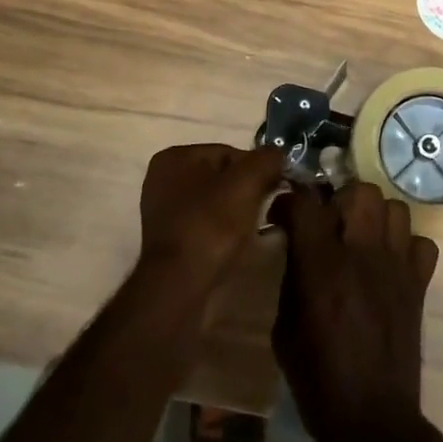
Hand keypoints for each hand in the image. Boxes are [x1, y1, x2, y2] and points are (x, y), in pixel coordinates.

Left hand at [138, 143, 284, 295]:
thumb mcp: (247, 182)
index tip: (273, 189)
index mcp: (174, 158)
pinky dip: (225, 233)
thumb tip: (279, 156)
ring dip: (239, 214)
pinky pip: (208, 227)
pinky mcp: (171, 243)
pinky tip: (240, 246)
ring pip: (217, 204)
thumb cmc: (211, 226)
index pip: (229, 153)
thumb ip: (268, 159)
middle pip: (223, 178)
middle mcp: (163, 181)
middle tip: (267, 210)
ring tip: (257, 231)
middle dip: (248, 192)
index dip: (256, 170)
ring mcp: (164, 214)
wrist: (181, 287)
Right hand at [270, 183, 439, 441]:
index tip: (283, 215)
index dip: (291, 201)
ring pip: (394, 207)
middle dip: (340, 198)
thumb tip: (294, 244)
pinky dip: (406, 245)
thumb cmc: (317, 378)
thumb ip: (291, 276)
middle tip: (329, 223)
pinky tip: (390, 263)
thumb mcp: (284, 328)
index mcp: (321, 266)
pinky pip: (421, 242)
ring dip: (375, 216)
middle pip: (359, 191)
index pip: (306, 203)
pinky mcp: (419, 283)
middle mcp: (362, 254)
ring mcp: (396, 266)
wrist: (372, 419)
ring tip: (361, 237)